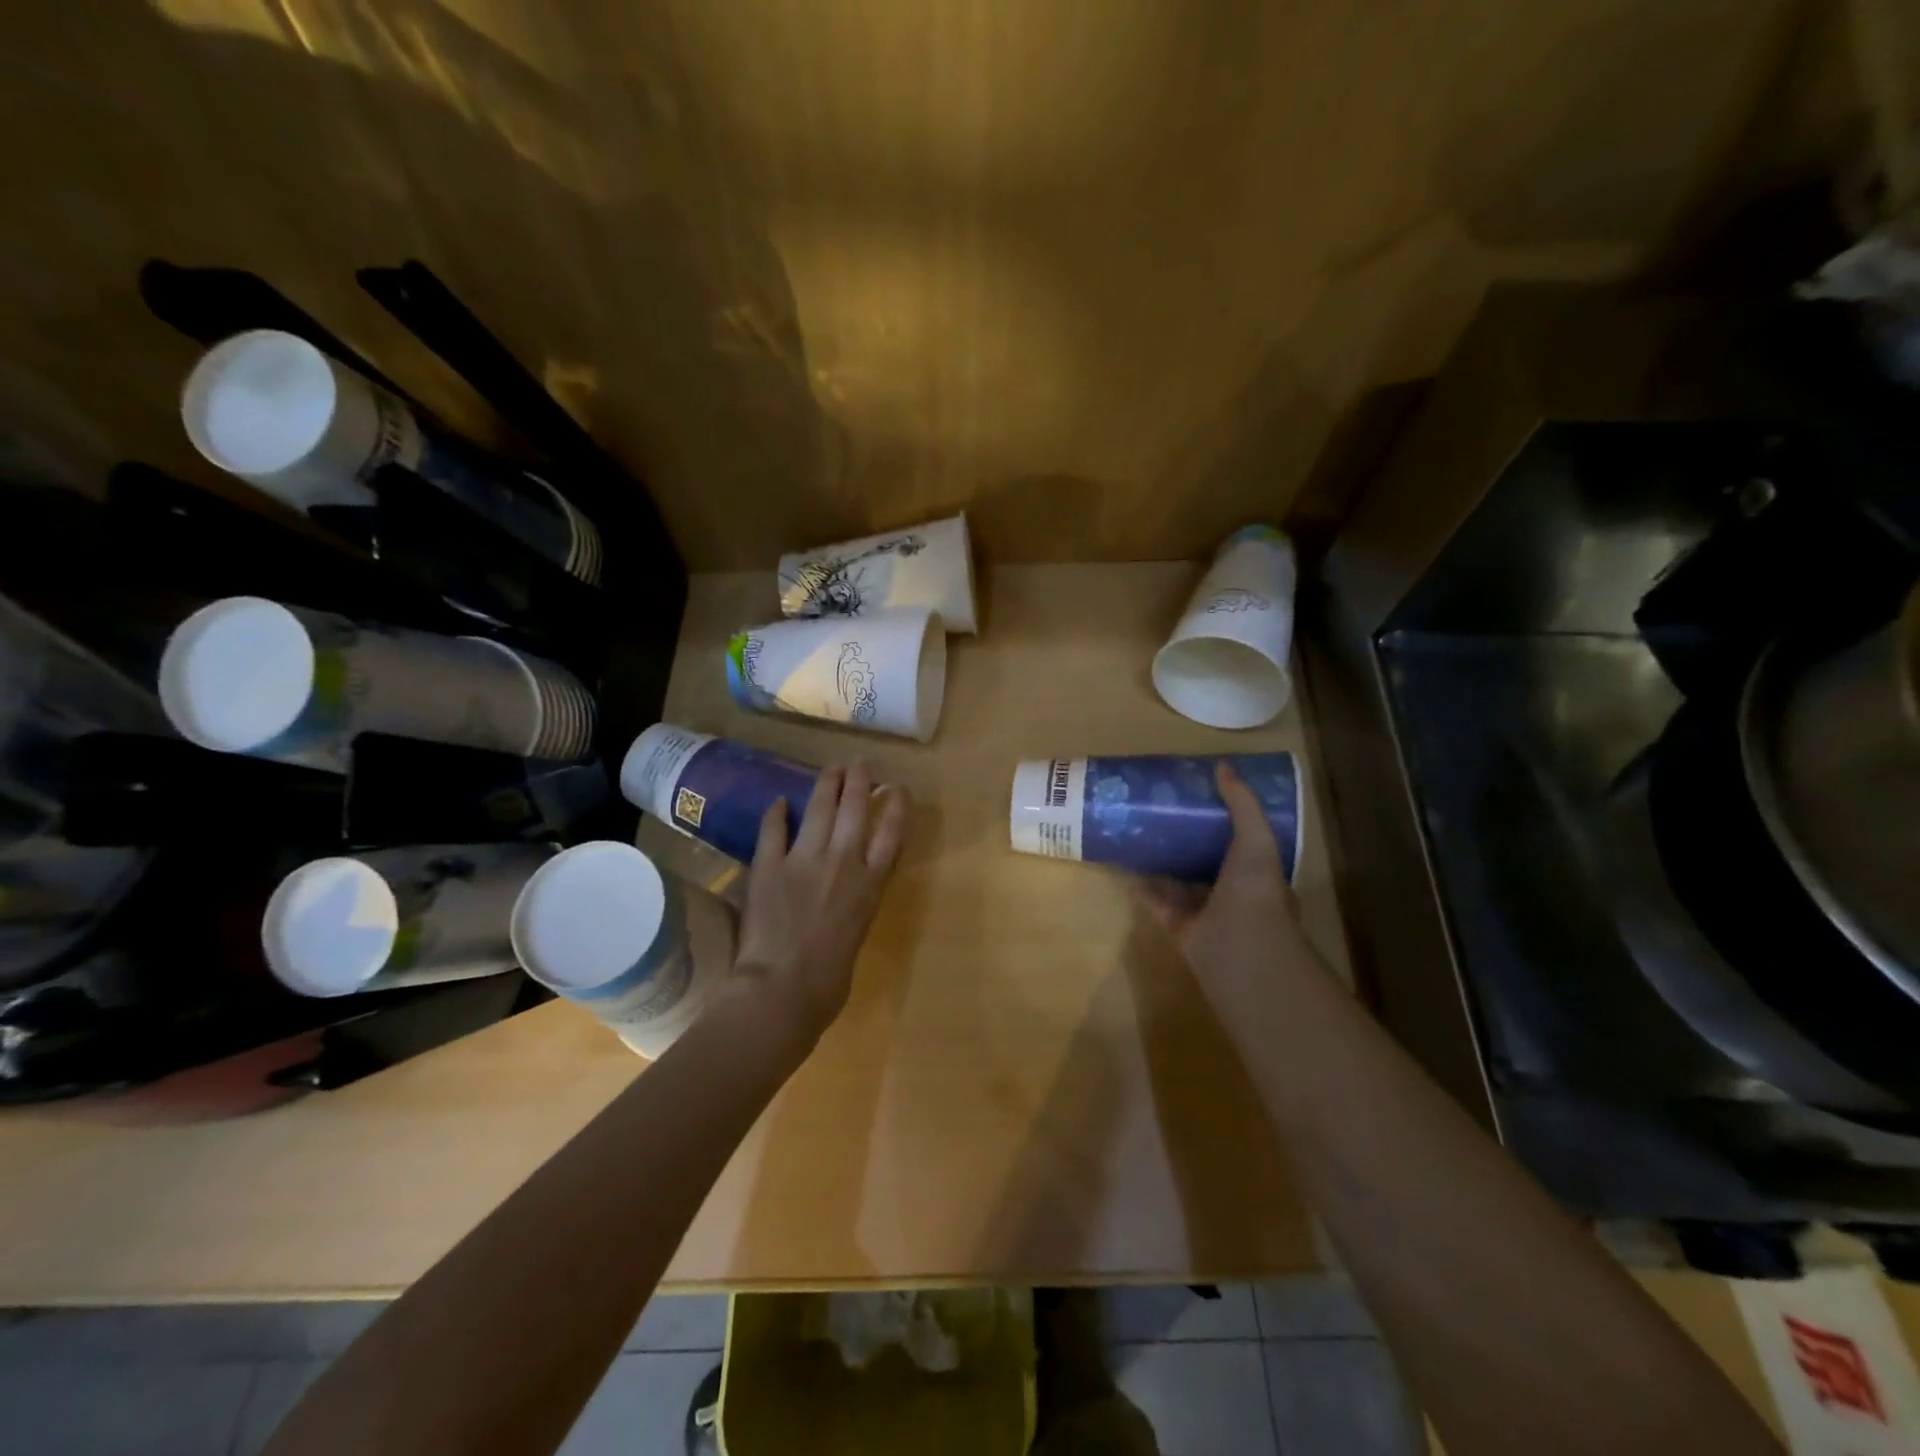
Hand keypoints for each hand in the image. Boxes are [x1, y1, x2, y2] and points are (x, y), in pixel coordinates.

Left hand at [726, 762, 910, 1050]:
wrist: (782, 989)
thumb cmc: (828, 982)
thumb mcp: (857, 936)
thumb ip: (856, 907)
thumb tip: (847, 899)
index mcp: (870, 885)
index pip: (892, 834)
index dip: (897, 806)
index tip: (898, 788)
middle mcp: (844, 862)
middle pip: (856, 810)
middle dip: (860, 782)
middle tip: (859, 764)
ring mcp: (805, 860)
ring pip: (820, 809)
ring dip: (827, 784)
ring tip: (831, 769)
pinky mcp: (769, 865)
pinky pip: (774, 829)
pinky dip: (777, 813)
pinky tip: (780, 801)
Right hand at [1138, 762, 1307, 990]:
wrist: (1239, 946)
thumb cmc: (1255, 890)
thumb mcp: (1256, 838)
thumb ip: (1242, 805)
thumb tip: (1222, 767)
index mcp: (1259, 874)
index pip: (1245, 845)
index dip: (1227, 825)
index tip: (1203, 802)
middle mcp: (1235, 895)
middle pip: (1210, 864)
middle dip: (1192, 843)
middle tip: (1166, 816)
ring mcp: (1208, 914)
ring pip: (1183, 884)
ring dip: (1167, 865)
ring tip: (1142, 838)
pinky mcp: (1182, 928)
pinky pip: (1159, 904)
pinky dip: (1144, 889)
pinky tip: (1127, 869)